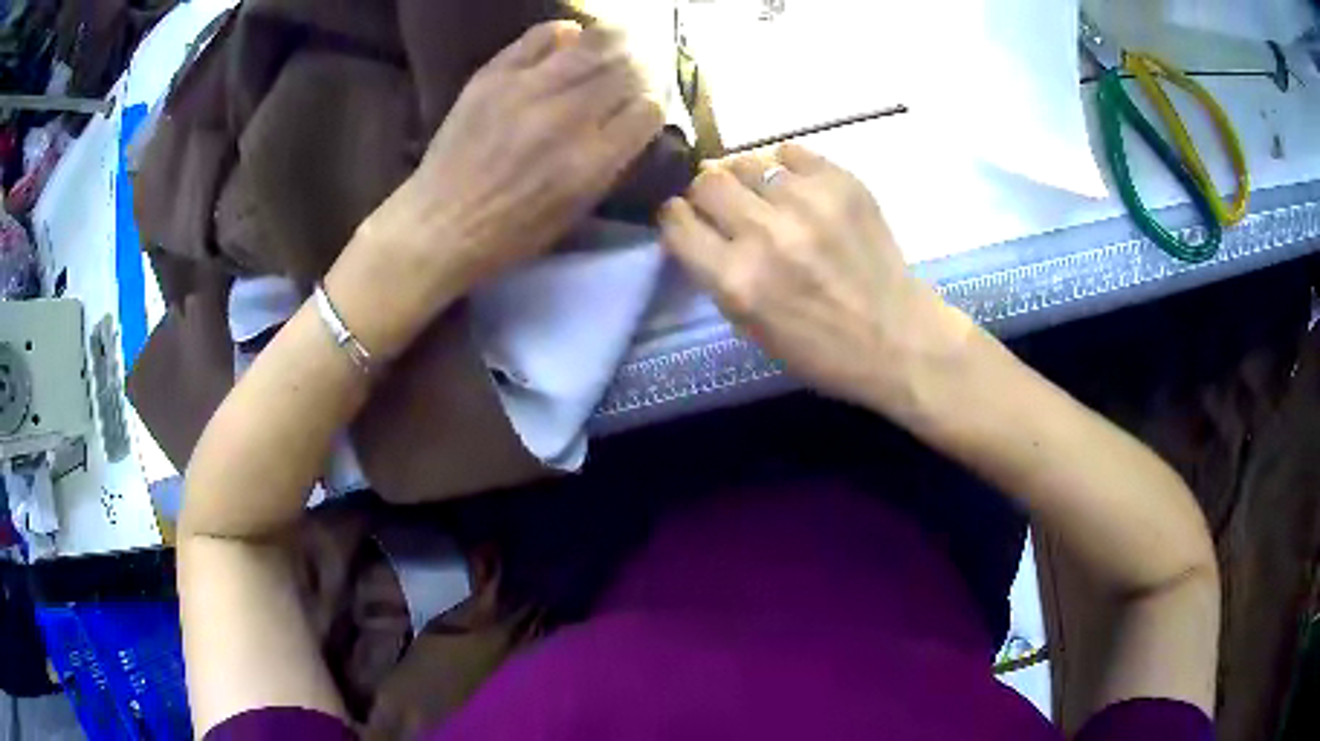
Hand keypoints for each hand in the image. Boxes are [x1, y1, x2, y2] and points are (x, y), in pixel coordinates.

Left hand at [336, 21, 664, 353]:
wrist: (439, 224)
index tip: (643, 107)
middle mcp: (568, 118)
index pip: (649, 110)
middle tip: (633, 72)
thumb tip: (631, 121)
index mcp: (592, 161)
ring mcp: (529, 90)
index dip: (653, 105)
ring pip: (596, 44)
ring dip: (615, 43)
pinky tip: (568, 43)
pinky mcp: (496, 75)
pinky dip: (565, 33)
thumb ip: (610, 163)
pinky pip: (543, 34)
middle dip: (640, 71)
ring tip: (615, 45)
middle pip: (628, 71)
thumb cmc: (510, 232)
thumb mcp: (575, 211)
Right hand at [659, 144, 971, 409]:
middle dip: (708, 192)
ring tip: (768, 198)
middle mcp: (764, 235)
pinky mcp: (841, 183)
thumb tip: (698, 223)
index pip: (677, 222)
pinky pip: (792, 152)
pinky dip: (788, 169)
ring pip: (748, 162)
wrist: (899, 338)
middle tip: (726, 205)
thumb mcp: (751, 328)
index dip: (676, 215)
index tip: (685, 215)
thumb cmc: (822, 349)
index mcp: (737, 281)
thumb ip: (717, 274)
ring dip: (749, 180)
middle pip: (707, 181)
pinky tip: (800, 189)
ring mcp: (806, 203)